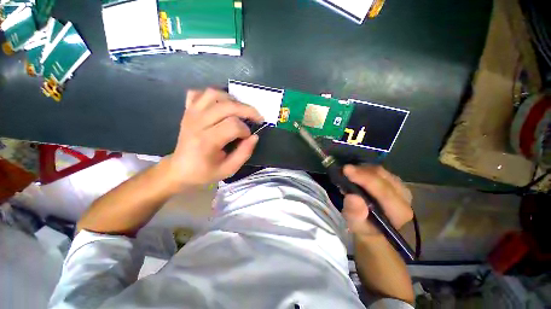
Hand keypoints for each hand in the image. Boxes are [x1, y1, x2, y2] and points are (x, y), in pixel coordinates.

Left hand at [165, 88, 262, 187]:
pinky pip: (199, 93)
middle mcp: (197, 123)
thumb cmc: (204, 173)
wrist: (179, 170)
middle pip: (226, 106)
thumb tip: (255, 137)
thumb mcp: (228, 170)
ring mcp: (191, 114)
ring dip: (232, 99)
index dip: (245, 130)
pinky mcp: (187, 111)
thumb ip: (244, 153)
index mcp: (206, 141)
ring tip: (240, 110)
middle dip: (247, 110)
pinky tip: (221, 105)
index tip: (248, 138)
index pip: (232, 125)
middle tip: (257, 118)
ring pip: (214, 93)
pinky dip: (213, 95)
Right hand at [342, 165, 412, 236]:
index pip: (384, 192)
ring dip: (362, 169)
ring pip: (381, 171)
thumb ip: (354, 213)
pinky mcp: (395, 182)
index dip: (365, 179)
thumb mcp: (355, 224)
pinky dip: (365, 169)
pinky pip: (379, 170)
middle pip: (383, 177)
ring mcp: (401, 187)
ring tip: (349, 174)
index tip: (346, 170)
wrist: (373, 226)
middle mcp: (405, 198)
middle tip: (344, 170)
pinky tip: (357, 173)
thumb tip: (353, 197)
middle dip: (361, 171)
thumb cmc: (364, 227)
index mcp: (399, 212)